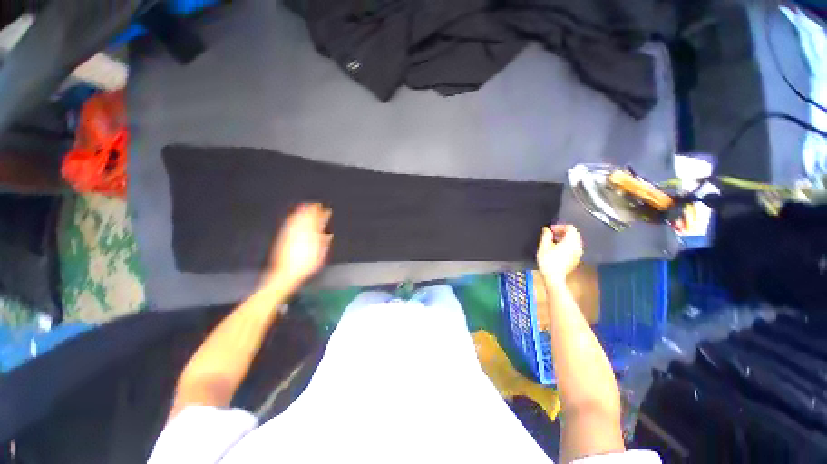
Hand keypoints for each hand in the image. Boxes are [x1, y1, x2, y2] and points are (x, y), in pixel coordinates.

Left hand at [266, 203, 332, 289]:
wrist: (285, 273)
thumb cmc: (305, 266)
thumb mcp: (320, 255)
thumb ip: (324, 243)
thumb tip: (328, 234)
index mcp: (312, 236)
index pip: (318, 222)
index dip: (323, 215)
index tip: (327, 210)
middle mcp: (301, 232)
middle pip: (307, 218)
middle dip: (312, 210)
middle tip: (316, 205)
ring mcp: (291, 234)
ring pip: (297, 219)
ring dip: (302, 211)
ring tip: (306, 206)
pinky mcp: (284, 237)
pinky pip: (290, 223)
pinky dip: (294, 217)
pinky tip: (294, 216)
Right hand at [536, 224, 582, 284]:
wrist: (554, 278)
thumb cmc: (548, 261)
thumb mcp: (544, 246)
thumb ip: (546, 235)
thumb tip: (547, 229)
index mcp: (571, 241)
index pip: (570, 228)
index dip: (559, 226)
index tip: (550, 230)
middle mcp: (577, 246)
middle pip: (574, 234)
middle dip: (563, 232)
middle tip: (552, 235)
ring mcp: (578, 253)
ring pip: (575, 241)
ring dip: (565, 239)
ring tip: (554, 242)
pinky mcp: (576, 259)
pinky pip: (574, 248)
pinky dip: (567, 245)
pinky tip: (558, 250)